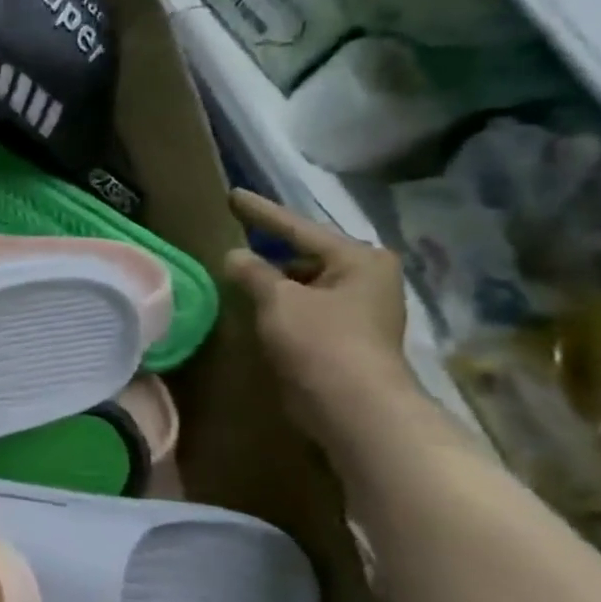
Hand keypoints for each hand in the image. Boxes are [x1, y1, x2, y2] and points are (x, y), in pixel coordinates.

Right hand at [224, 190, 418, 445]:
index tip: (233, 195)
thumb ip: (253, 272)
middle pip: (307, 255)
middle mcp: (367, 278)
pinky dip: (281, 304)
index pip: (298, 227)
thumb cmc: (320, 341)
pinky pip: (305, 307)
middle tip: (237, 236)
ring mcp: (360, 309)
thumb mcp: (278, 299)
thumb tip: (234, 255)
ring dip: (275, 280)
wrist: (354, 406)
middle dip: (272, 249)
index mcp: (360, 259)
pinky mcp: (347, 336)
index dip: (261, 212)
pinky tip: (255, 306)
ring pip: (306, 283)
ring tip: (238, 274)